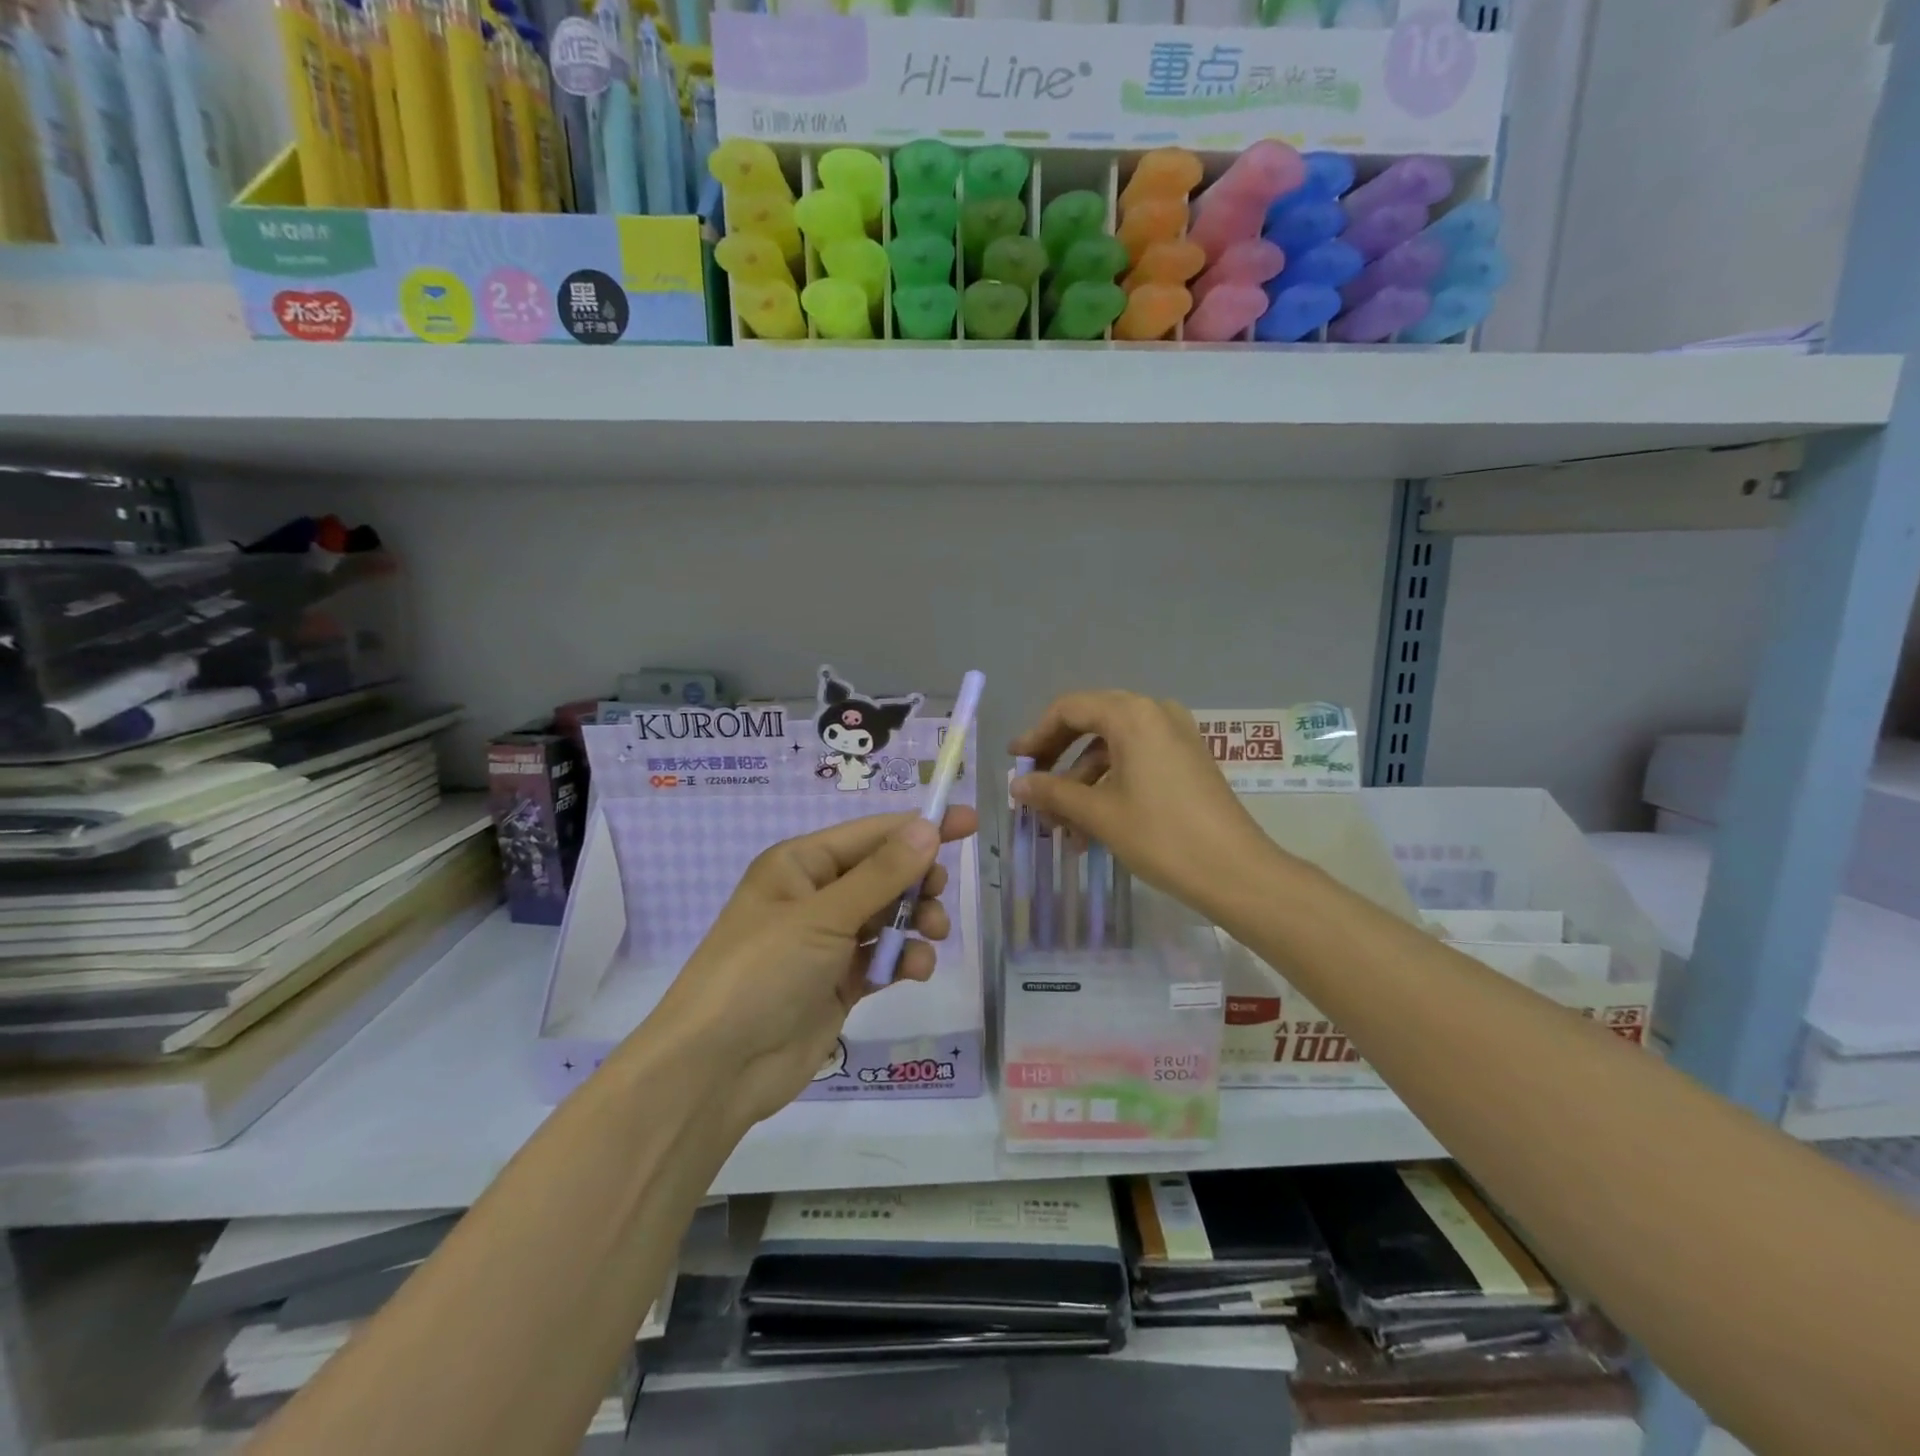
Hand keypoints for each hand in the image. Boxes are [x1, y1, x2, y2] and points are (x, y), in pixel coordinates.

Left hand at [647, 807, 977, 1128]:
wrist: (718, 1068)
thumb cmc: (763, 971)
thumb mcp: (824, 916)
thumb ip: (882, 874)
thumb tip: (928, 827)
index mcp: (800, 864)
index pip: (871, 834)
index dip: (920, 827)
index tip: (968, 821)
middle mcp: (815, 896)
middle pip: (883, 874)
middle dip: (918, 882)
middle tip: (938, 894)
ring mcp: (827, 942)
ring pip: (888, 917)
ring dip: (916, 922)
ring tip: (933, 937)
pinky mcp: (839, 983)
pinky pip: (883, 958)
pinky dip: (903, 960)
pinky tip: (915, 971)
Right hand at [1010, 691, 1279, 924]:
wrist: (1235, 871)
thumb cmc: (1161, 835)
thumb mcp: (1098, 813)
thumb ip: (1053, 792)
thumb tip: (1017, 784)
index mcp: (1132, 714)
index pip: (1069, 709)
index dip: (1037, 735)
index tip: (1016, 763)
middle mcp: (1155, 713)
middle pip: (1091, 723)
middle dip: (1058, 758)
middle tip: (1034, 787)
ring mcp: (1176, 736)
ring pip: (1113, 748)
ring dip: (1082, 781)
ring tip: (1060, 825)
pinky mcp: (1187, 761)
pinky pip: (1136, 761)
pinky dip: (1110, 785)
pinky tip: (1091, 828)